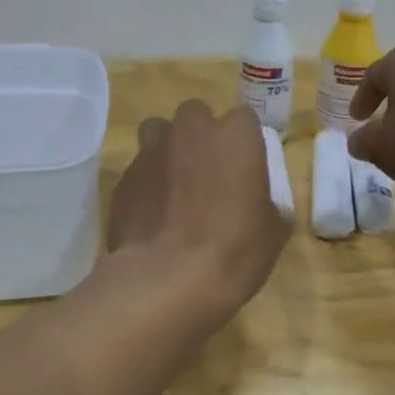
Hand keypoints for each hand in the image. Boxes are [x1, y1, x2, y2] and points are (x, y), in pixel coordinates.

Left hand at [107, 100, 290, 316]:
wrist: (167, 279)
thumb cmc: (233, 250)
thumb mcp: (273, 233)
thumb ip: (269, 206)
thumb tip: (264, 208)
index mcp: (235, 135)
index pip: (244, 120)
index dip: (244, 145)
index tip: (245, 171)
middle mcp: (190, 130)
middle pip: (195, 116)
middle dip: (200, 137)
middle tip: (208, 174)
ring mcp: (150, 152)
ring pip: (157, 134)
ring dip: (167, 151)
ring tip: (174, 188)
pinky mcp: (122, 180)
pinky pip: (138, 172)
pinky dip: (146, 186)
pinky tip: (152, 218)